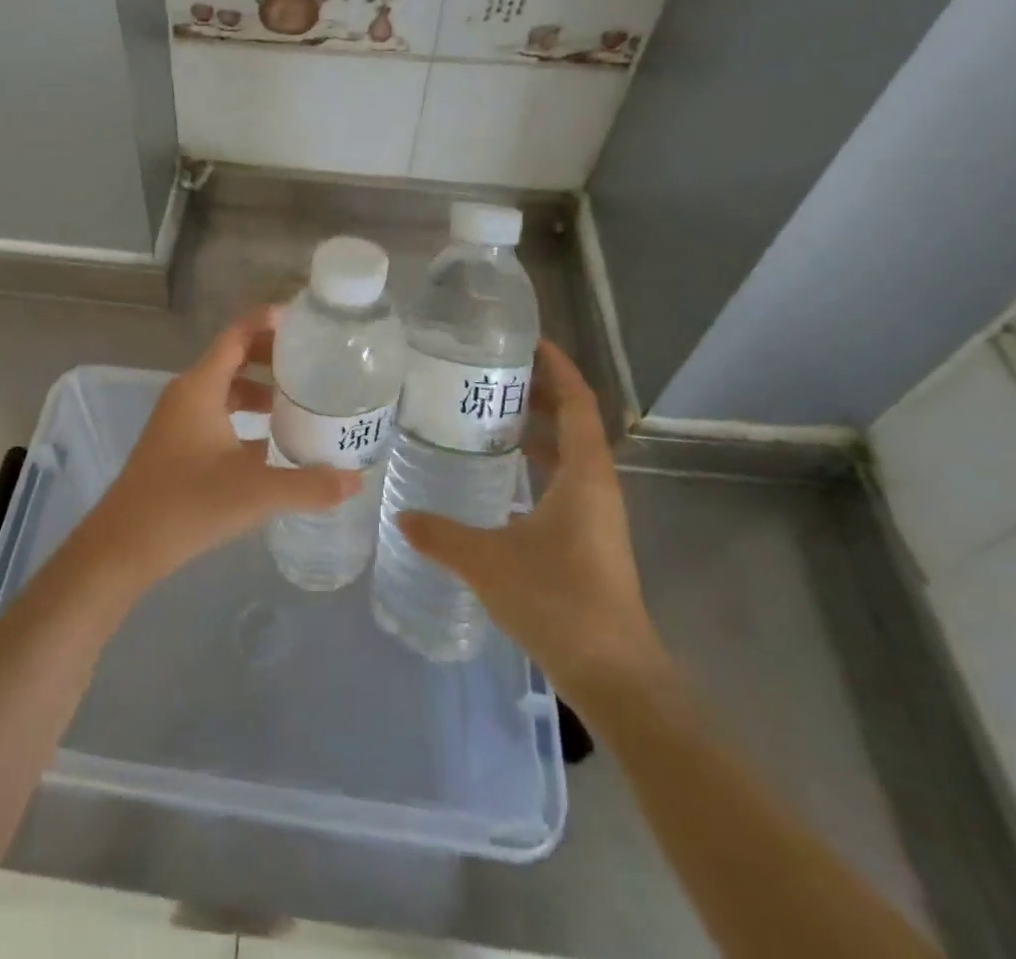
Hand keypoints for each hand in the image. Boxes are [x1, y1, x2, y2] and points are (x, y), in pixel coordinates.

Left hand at [74, 306, 360, 591]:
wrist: (123, 546)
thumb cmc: (186, 505)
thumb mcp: (255, 493)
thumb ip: (308, 485)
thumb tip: (356, 480)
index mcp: (200, 388)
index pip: (237, 335)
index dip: (269, 320)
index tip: (306, 320)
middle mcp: (187, 394)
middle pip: (233, 357)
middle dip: (272, 355)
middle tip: (313, 361)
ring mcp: (179, 419)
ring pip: (225, 389)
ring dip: (260, 389)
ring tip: (300, 402)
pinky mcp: (177, 444)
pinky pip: (217, 414)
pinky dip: (245, 416)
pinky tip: (272, 442)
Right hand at [397, 340, 668, 700]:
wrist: (613, 675)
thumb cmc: (558, 601)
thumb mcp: (488, 561)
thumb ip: (442, 534)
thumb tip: (402, 516)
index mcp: (584, 475)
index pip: (577, 402)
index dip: (557, 367)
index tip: (528, 340)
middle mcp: (595, 486)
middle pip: (572, 422)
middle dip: (538, 392)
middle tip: (490, 372)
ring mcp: (593, 515)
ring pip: (566, 454)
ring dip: (536, 429)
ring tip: (486, 412)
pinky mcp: (586, 539)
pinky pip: (559, 482)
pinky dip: (533, 464)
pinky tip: (497, 475)